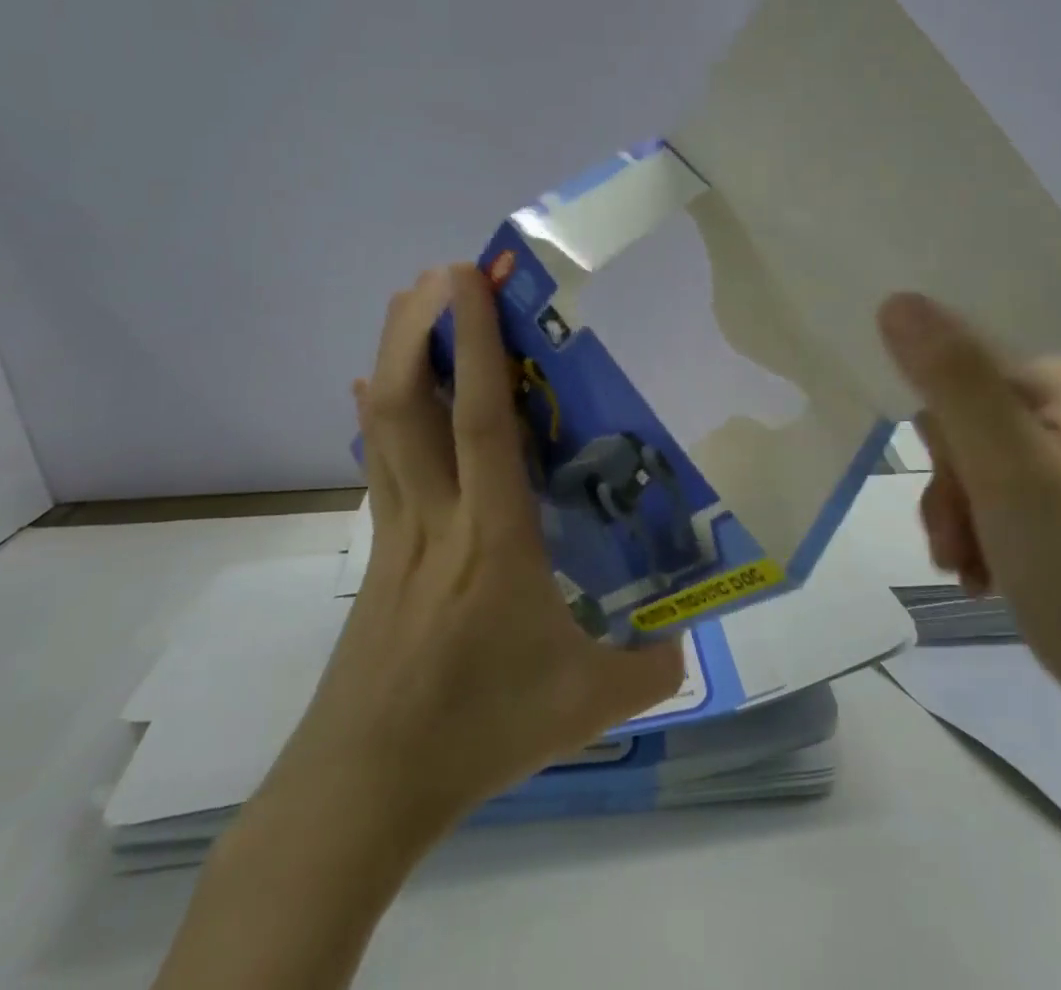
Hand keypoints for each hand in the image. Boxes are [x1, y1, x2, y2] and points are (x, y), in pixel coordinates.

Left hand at [284, 264, 683, 839]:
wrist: (364, 788)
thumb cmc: (477, 733)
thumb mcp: (587, 705)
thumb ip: (653, 668)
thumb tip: (696, 636)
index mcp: (493, 538)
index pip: (481, 423)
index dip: (475, 345)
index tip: (468, 280)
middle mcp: (437, 516)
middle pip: (410, 404)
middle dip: (418, 327)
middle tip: (438, 273)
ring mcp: (397, 530)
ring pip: (385, 425)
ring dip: (394, 355)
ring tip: (410, 302)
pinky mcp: (378, 549)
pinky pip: (377, 462)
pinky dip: (375, 414)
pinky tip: (370, 387)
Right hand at [876, 292, 1060, 725]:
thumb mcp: (1007, 468)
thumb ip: (953, 378)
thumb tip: (897, 297)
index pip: (962, 370)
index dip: (937, 428)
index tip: (945, 484)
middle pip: (965, 422)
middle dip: (947, 483)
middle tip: (955, 537)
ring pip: (974, 468)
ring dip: (956, 517)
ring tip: (968, 570)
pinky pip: (999, 504)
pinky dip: (980, 538)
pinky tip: (984, 578)